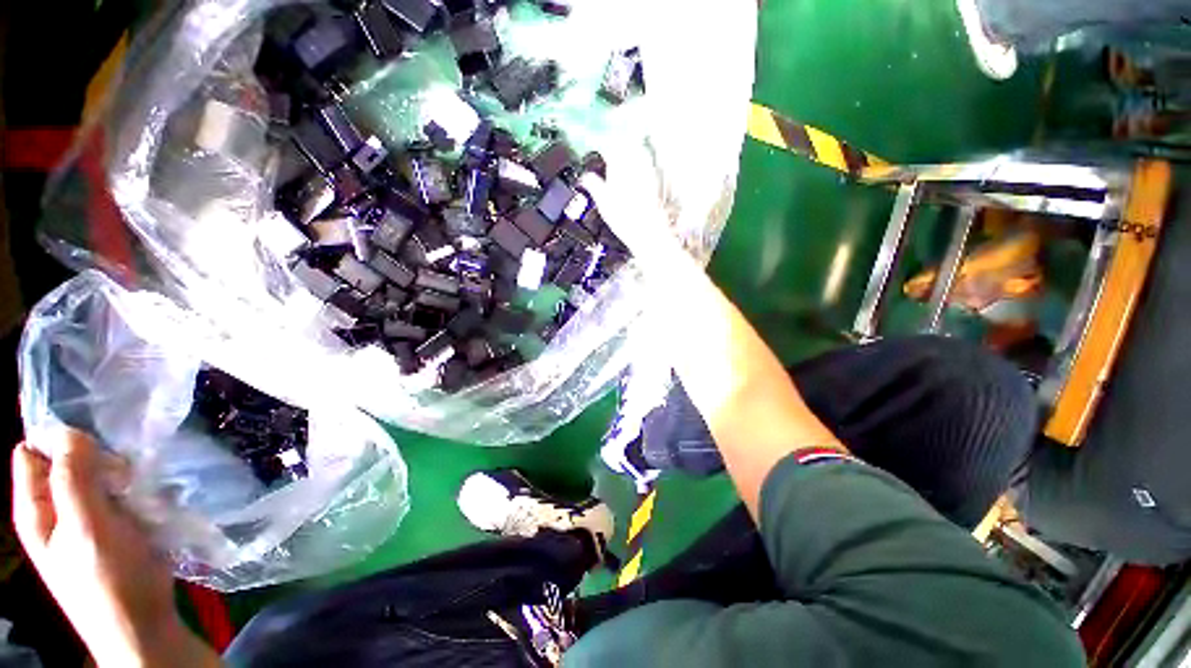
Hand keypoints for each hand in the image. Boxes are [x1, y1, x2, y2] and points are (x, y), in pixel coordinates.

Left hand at [11, 430, 218, 667]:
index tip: (96, 445)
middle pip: (69, 461)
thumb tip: (70, 431)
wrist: (144, 624)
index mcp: (36, 509)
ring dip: (121, 476)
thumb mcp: (86, 529)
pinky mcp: (115, 526)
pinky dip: (135, 490)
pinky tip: (150, 501)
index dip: (60, 440)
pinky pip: (120, 493)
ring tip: (140, 491)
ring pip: (100, 476)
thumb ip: (72, 479)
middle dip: (99, 459)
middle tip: (123, 475)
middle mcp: (56, 510)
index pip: (33, 453)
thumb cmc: (108, 581)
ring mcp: (87, 519)